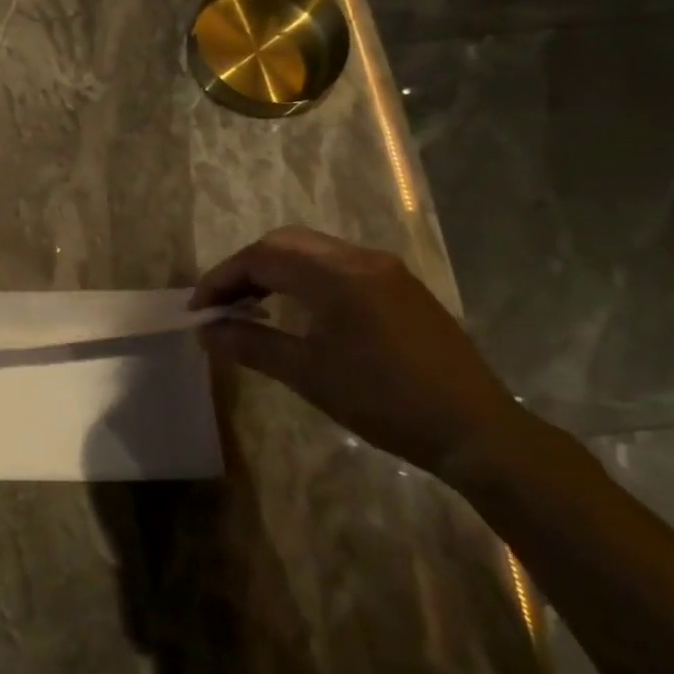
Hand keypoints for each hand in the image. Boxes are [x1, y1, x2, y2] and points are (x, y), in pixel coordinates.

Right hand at [190, 227, 528, 479]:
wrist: (476, 430)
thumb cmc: (383, 401)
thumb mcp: (307, 374)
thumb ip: (250, 344)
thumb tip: (206, 331)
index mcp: (336, 274)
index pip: (262, 257)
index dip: (221, 279)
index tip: (198, 310)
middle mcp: (361, 258)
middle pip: (285, 242)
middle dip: (245, 268)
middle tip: (221, 304)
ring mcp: (386, 270)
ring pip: (312, 251)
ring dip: (275, 270)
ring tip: (251, 306)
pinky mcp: (401, 288)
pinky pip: (338, 266)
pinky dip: (304, 278)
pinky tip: (298, 310)